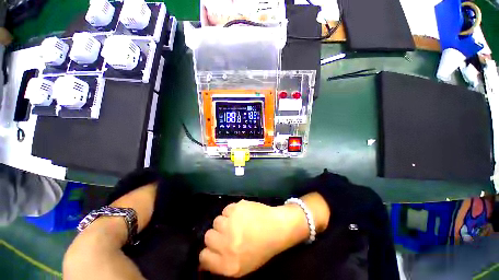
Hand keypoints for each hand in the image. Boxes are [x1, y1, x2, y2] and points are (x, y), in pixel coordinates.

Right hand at [199, 199, 309, 277]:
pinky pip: (226, 209)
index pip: (203, 256)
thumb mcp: (242, 266)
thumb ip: (221, 264)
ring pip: (217, 220)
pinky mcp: (237, 208)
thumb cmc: (261, 249)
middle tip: (228, 232)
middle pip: (208, 235)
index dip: (208, 251)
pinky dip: (232, 211)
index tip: (214, 247)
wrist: (276, 228)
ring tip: (237, 222)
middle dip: (216, 234)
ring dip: (225, 221)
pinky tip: (242, 214)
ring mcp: (232, 223)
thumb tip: (204, 258)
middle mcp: (227, 244)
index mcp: (228, 264)